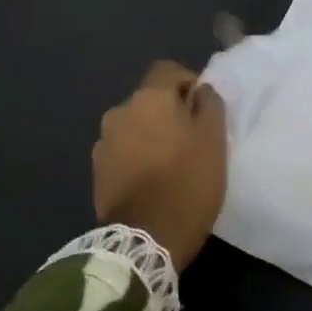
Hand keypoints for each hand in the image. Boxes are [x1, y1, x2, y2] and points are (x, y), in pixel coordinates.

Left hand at [92, 61, 227, 268]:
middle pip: (150, 99)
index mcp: (149, 98)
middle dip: (169, 112)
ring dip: (151, 135)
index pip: (168, 70)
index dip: (188, 82)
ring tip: (170, 162)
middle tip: (191, 139)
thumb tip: (200, 90)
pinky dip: (137, 156)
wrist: (144, 240)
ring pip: (135, 126)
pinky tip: (152, 180)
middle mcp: (119, 112)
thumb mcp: (214, 141)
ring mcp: (103, 142)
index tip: (203, 108)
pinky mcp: (97, 171)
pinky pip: (123, 150)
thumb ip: (209, 105)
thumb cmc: (187, 183)